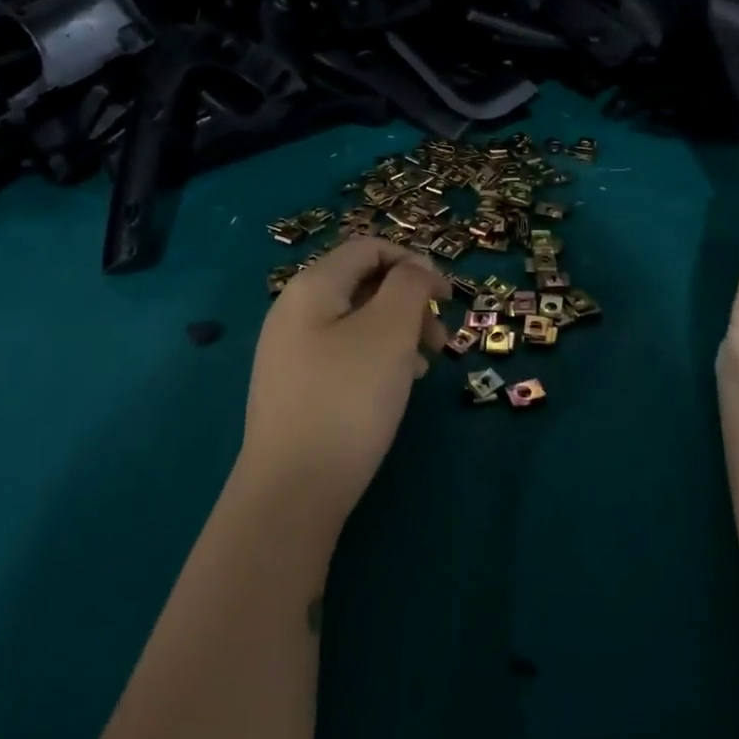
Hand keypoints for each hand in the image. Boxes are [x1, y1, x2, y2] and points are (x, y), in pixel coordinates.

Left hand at [238, 238, 450, 516]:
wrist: (293, 490)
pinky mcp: (296, 388)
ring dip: (399, 332)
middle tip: (442, 338)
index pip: (368, 248)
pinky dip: (378, 358)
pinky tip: (398, 386)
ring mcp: (290, 352)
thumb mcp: (390, 331)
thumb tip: (418, 269)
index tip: (447, 297)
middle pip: (363, 284)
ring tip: (427, 366)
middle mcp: (294, 311)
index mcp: (312, 287)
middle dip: (410, 302)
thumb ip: (410, 286)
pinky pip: (345, 354)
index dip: (414, 262)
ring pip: (357, 322)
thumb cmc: (348, 398)